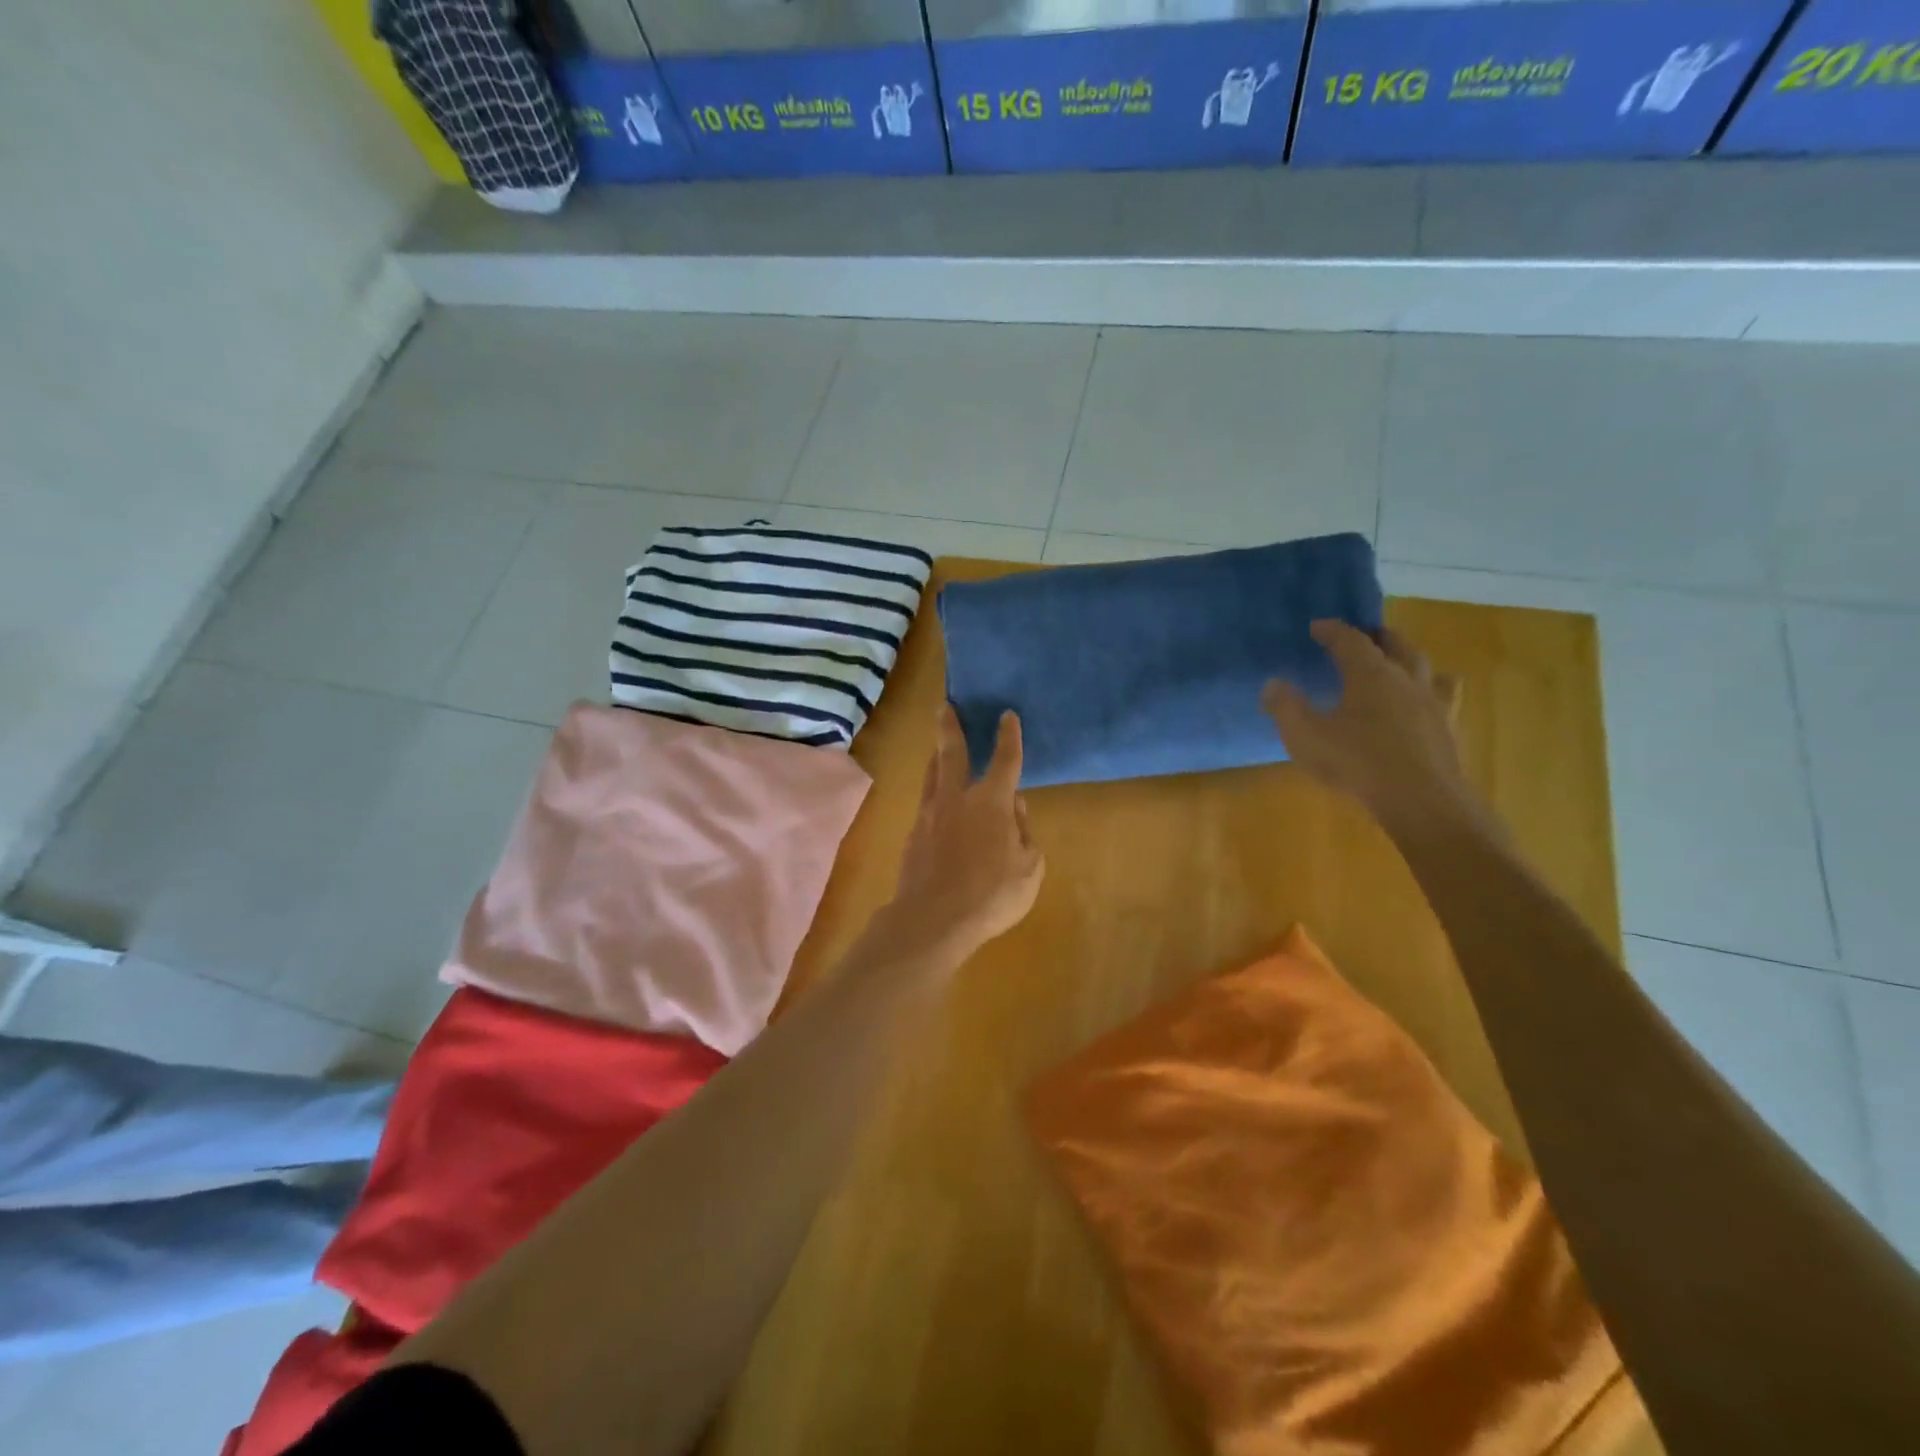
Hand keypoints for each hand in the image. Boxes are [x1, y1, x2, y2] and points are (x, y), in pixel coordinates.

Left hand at [880, 706, 1045, 966]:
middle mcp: (957, 798)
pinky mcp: (913, 835)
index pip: (1005, 760)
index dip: (1009, 737)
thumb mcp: (1029, 867)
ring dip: (936, 756)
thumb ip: (1024, 832)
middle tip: (944, 706)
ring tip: (937, 746)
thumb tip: (1014, 807)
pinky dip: (932, 792)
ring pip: (932, 775)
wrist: (933, 918)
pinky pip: (925, 802)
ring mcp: (930, 815)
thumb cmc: (992, 894)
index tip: (1007, 715)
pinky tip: (934, 800)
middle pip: (952, 753)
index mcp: (992, 802)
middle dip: (950, 727)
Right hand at [1262, 621, 1478, 832]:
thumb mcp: (1305, 736)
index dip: (1333, 630)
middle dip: (1378, 636)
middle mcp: (1406, 679)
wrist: (1420, 800)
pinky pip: (1446, 698)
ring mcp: (1433, 703)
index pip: (1350, 640)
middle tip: (1365, 635)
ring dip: (1412, 659)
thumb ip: (1286, 708)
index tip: (1317, 626)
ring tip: (1403, 662)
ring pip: (1428, 668)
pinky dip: (1435, 691)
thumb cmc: (1357, 762)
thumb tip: (1273, 684)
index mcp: (1370, 675)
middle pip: (1397, 645)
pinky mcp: (1449, 728)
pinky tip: (1429, 703)